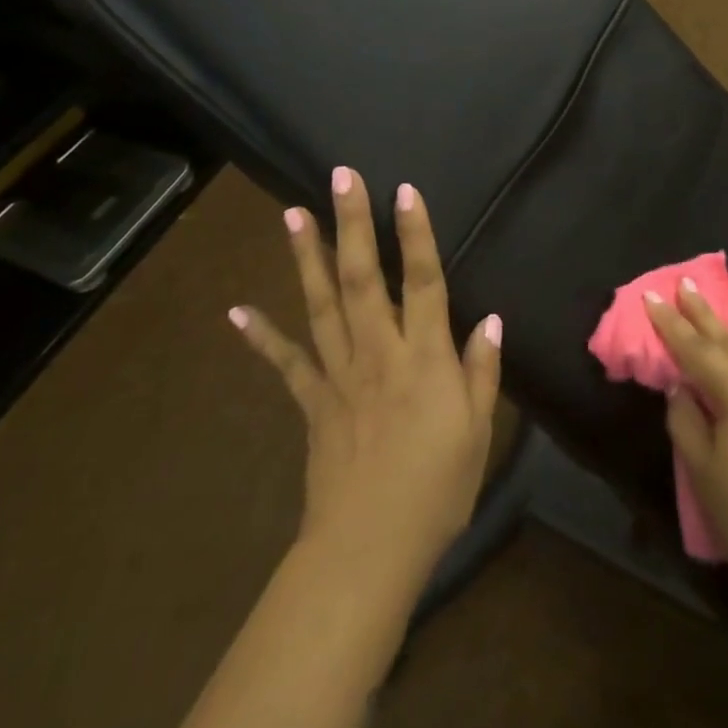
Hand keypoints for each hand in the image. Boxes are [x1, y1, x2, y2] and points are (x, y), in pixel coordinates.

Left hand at [230, 167, 501, 601]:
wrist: (368, 550)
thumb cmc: (437, 489)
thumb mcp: (479, 430)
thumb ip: (483, 370)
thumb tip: (489, 319)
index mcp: (424, 357)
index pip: (422, 281)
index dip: (415, 233)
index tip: (404, 190)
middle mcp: (378, 351)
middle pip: (363, 277)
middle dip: (352, 223)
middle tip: (340, 177)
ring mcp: (339, 374)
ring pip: (322, 304)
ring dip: (307, 256)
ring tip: (293, 213)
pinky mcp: (312, 401)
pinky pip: (286, 362)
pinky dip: (261, 335)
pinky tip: (237, 310)